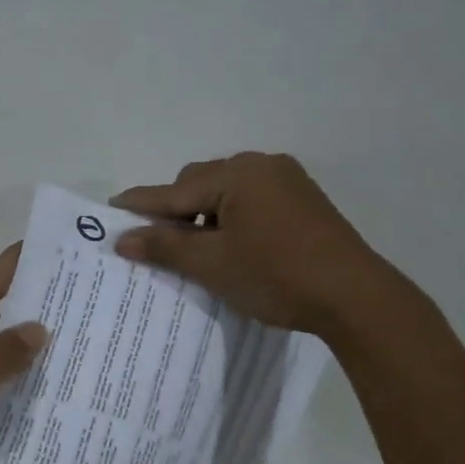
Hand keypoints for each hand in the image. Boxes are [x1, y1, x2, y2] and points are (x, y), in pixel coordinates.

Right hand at [112, 152, 380, 334]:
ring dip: (204, 217)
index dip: (141, 205)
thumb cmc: (275, 276)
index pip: (175, 191)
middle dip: (176, 211)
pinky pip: (251, 203)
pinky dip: (231, 220)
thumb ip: (165, 247)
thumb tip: (123, 238)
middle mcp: (263, 166)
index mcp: (238, 174)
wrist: (353, 296)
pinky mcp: (304, 202)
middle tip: (157, 244)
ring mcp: (288, 182)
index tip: (110, 209)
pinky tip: (230, 247)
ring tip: (194, 251)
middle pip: (201, 184)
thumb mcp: (213, 264)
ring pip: (227, 194)